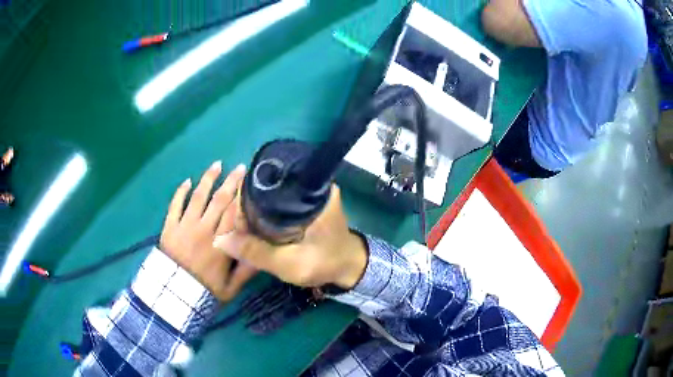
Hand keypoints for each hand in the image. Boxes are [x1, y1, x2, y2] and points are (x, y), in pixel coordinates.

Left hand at [160, 162, 256, 301]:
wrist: (174, 295)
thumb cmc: (205, 291)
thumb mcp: (231, 287)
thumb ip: (247, 270)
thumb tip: (263, 254)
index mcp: (220, 243)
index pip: (234, 213)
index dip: (242, 195)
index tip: (250, 182)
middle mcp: (203, 229)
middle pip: (219, 200)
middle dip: (230, 181)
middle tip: (240, 168)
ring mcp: (184, 226)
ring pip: (197, 197)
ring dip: (207, 179)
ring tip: (216, 165)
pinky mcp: (169, 227)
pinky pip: (175, 205)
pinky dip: (180, 192)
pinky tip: (187, 181)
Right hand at [213, 186, 367, 289]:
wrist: (349, 267)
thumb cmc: (325, 264)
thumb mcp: (290, 264)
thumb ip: (257, 252)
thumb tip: (221, 240)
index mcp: (311, 192)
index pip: (267, 184)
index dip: (245, 201)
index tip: (236, 223)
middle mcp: (310, 186)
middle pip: (267, 189)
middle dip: (248, 208)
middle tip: (239, 231)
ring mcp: (309, 193)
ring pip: (271, 197)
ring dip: (256, 213)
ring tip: (244, 231)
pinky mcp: (306, 203)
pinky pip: (278, 204)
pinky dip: (266, 215)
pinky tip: (257, 228)